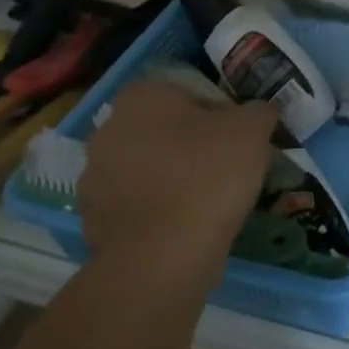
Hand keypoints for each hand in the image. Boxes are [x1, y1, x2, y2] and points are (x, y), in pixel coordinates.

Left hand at [77, 80, 277, 282]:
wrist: (162, 257)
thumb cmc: (208, 177)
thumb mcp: (253, 131)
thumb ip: (258, 111)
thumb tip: (257, 112)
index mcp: (142, 97)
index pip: (183, 92)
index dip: (214, 112)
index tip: (235, 137)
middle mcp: (108, 129)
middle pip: (159, 129)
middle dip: (187, 144)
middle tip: (222, 168)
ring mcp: (93, 177)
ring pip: (143, 168)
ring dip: (167, 178)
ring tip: (204, 203)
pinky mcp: (91, 219)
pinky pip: (132, 206)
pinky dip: (153, 213)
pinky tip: (181, 228)